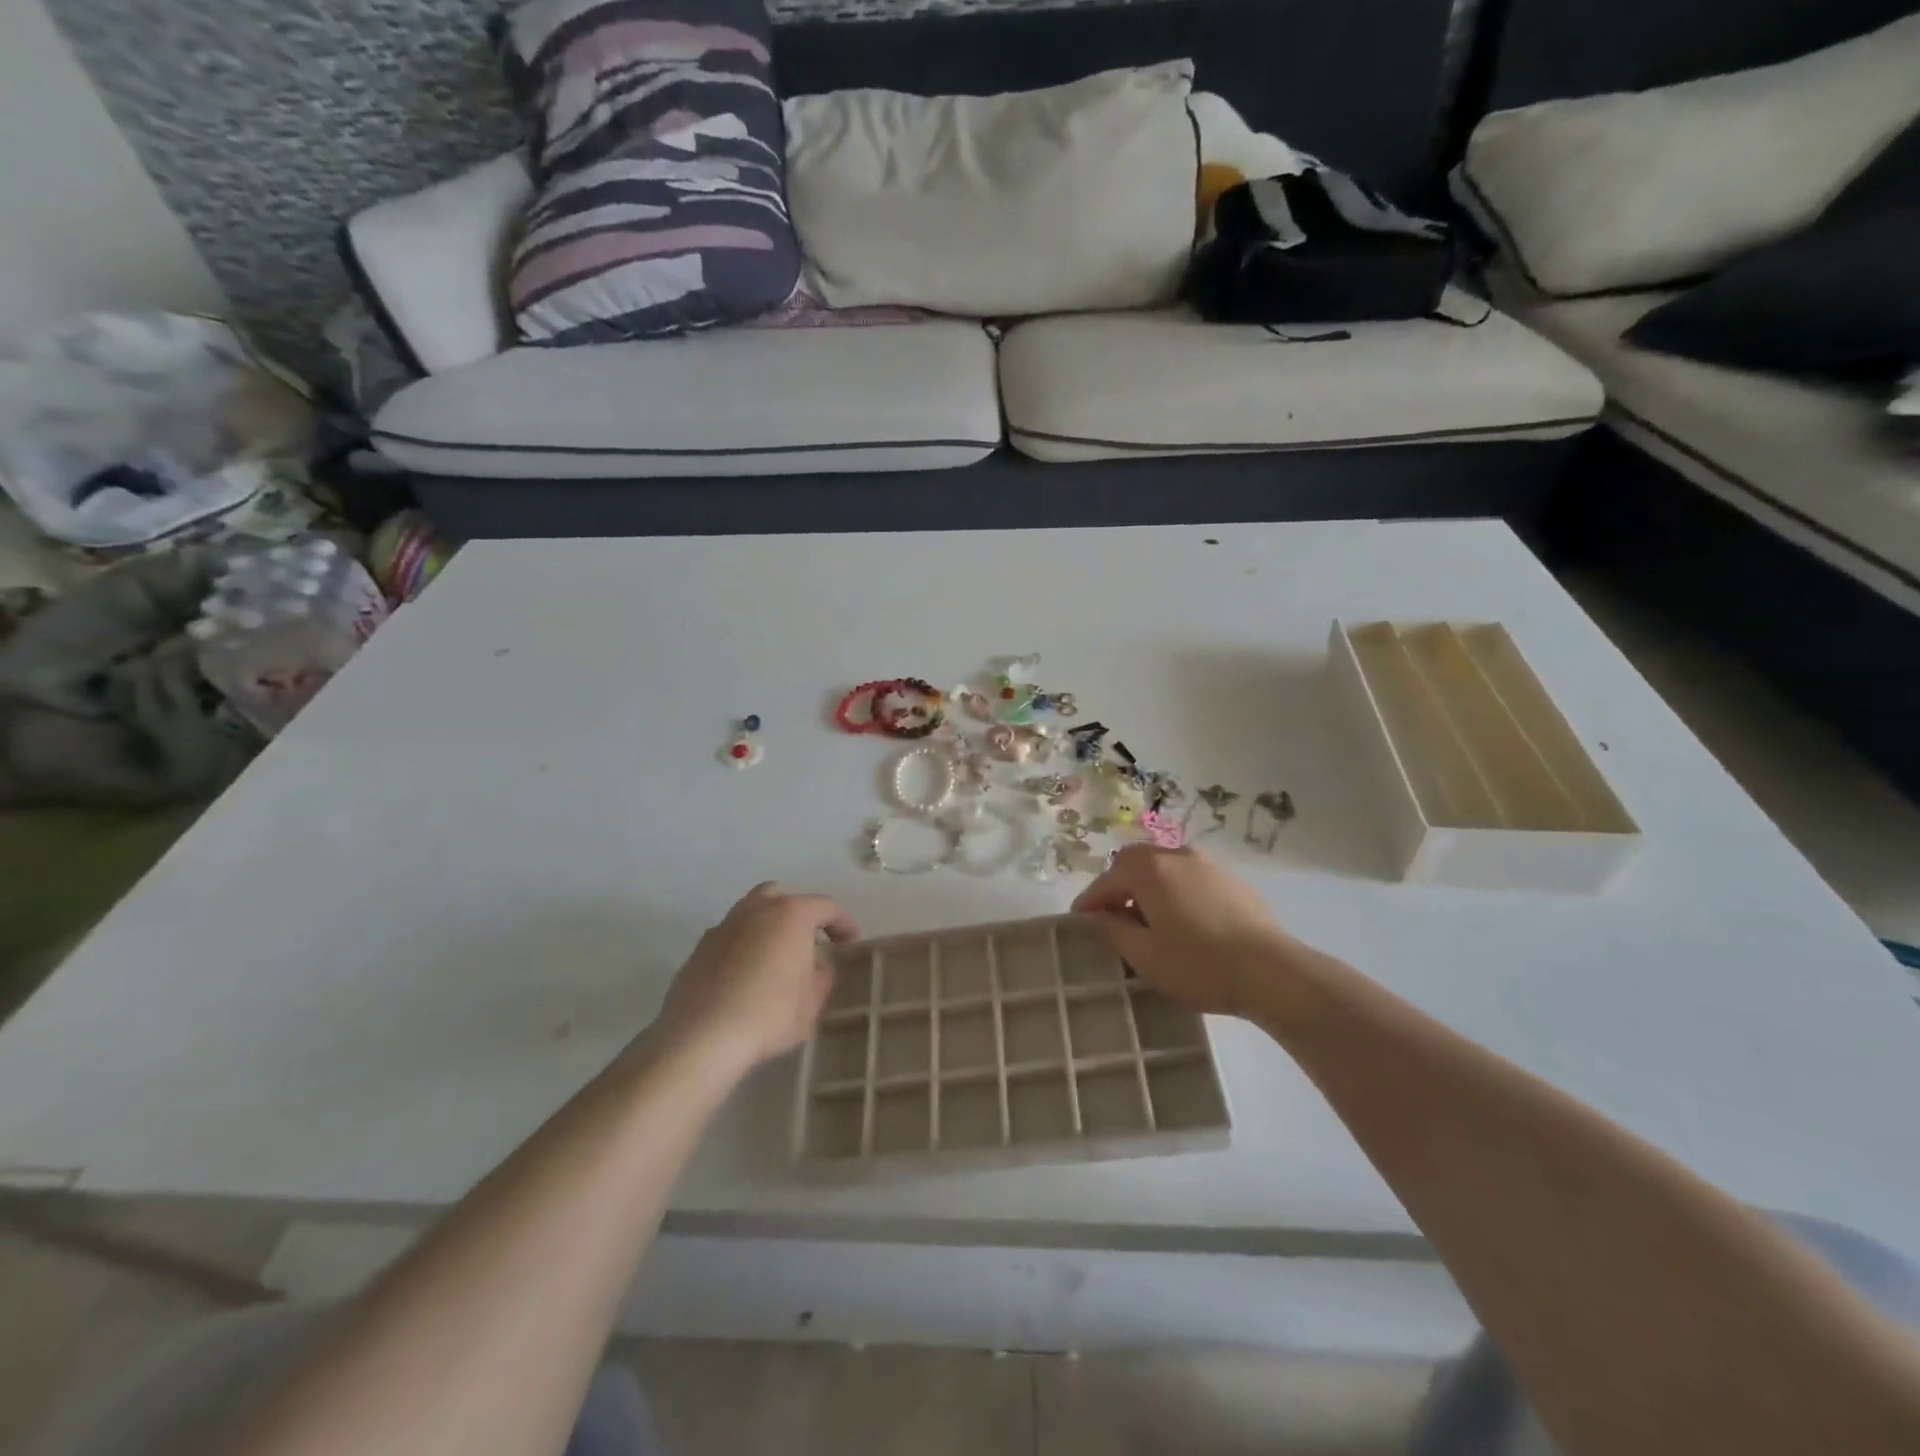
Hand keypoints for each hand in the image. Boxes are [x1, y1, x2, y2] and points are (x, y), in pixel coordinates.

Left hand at [652, 884, 858, 1070]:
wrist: (702, 1037)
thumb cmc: (769, 1014)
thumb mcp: (812, 1001)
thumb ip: (823, 975)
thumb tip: (820, 964)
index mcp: (790, 914)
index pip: (826, 907)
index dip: (843, 923)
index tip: (851, 942)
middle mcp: (755, 910)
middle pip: (783, 896)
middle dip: (800, 912)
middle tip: (810, 939)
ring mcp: (723, 927)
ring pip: (752, 913)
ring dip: (769, 927)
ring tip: (777, 957)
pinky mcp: (699, 949)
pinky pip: (731, 937)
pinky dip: (744, 946)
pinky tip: (746, 975)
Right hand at [1072, 846, 1313, 1019]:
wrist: (1272, 972)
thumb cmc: (1198, 964)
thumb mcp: (1144, 955)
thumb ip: (1113, 930)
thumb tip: (1096, 916)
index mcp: (1149, 869)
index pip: (1106, 880)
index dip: (1089, 902)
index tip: (1079, 921)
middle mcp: (1176, 855)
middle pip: (1135, 863)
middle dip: (1118, 886)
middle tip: (1112, 916)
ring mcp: (1208, 864)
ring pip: (1164, 867)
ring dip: (1148, 887)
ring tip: (1148, 919)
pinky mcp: (1232, 880)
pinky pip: (1190, 878)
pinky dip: (1175, 891)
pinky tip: (1183, 921)